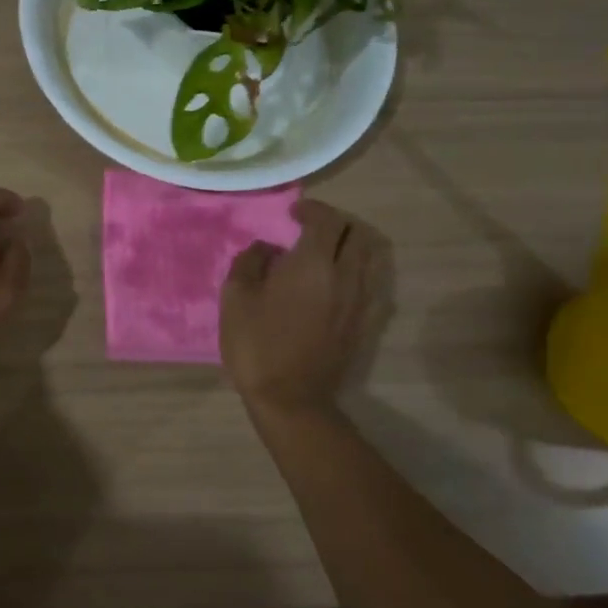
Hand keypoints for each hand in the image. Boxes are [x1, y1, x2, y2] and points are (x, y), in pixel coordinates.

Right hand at [220, 200, 381, 422]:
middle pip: (356, 233)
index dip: (312, 209)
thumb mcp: (236, 296)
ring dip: (351, 246)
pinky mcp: (365, 324)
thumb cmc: (257, 343)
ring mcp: (360, 301)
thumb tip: (267, 248)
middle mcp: (345, 276)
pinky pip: (372, 285)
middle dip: (335, 223)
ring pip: (370, 258)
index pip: (327, 220)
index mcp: (313, 263)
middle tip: (311, 229)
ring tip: (327, 253)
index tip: (293, 214)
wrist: (291, 398)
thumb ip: (250, 261)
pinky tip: (338, 283)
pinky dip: (359, 273)